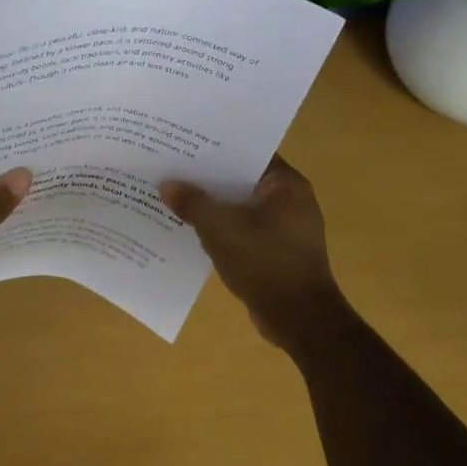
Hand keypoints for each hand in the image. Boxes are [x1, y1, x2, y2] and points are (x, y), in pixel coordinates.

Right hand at [160, 156, 350, 349]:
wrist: (300, 320)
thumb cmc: (265, 262)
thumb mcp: (220, 229)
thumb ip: (192, 203)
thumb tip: (167, 184)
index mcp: (286, 185)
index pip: (248, 153)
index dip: (216, 148)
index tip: (185, 145)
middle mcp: (292, 200)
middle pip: (242, 180)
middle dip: (210, 179)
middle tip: (173, 169)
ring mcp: (288, 228)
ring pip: (242, 207)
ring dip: (215, 206)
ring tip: (177, 198)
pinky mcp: (280, 252)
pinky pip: (245, 230)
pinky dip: (224, 229)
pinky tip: (194, 231)